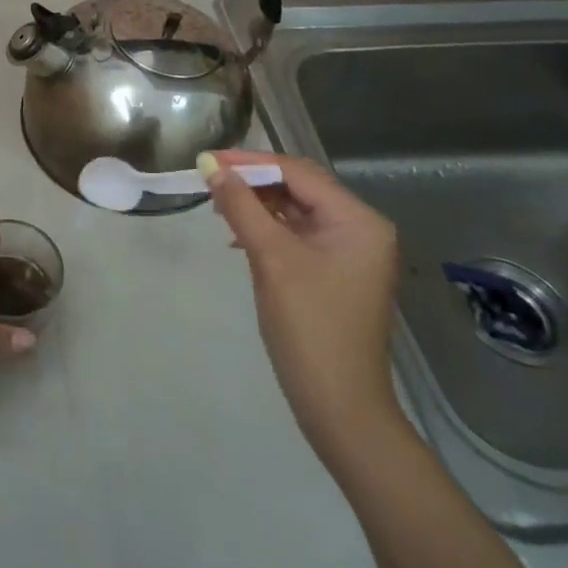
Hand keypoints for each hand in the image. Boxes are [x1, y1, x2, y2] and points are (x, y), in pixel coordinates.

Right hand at [201, 151, 404, 467]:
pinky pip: (298, 235)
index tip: (207, 160)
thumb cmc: (309, 327)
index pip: (298, 172)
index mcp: (359, 220)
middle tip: (209, 182)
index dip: (250, 162)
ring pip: (296, 211)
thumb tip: (211, 166)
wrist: (339, 406)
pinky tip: (239, 237)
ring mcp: (350, 253)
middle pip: (299, 188)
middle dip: (253, 182)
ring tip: (218, 208)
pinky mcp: (335, 273)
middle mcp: (361, 229)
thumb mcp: (271, 259)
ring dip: (257, 206)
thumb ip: (241, 207)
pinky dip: (267, 230)